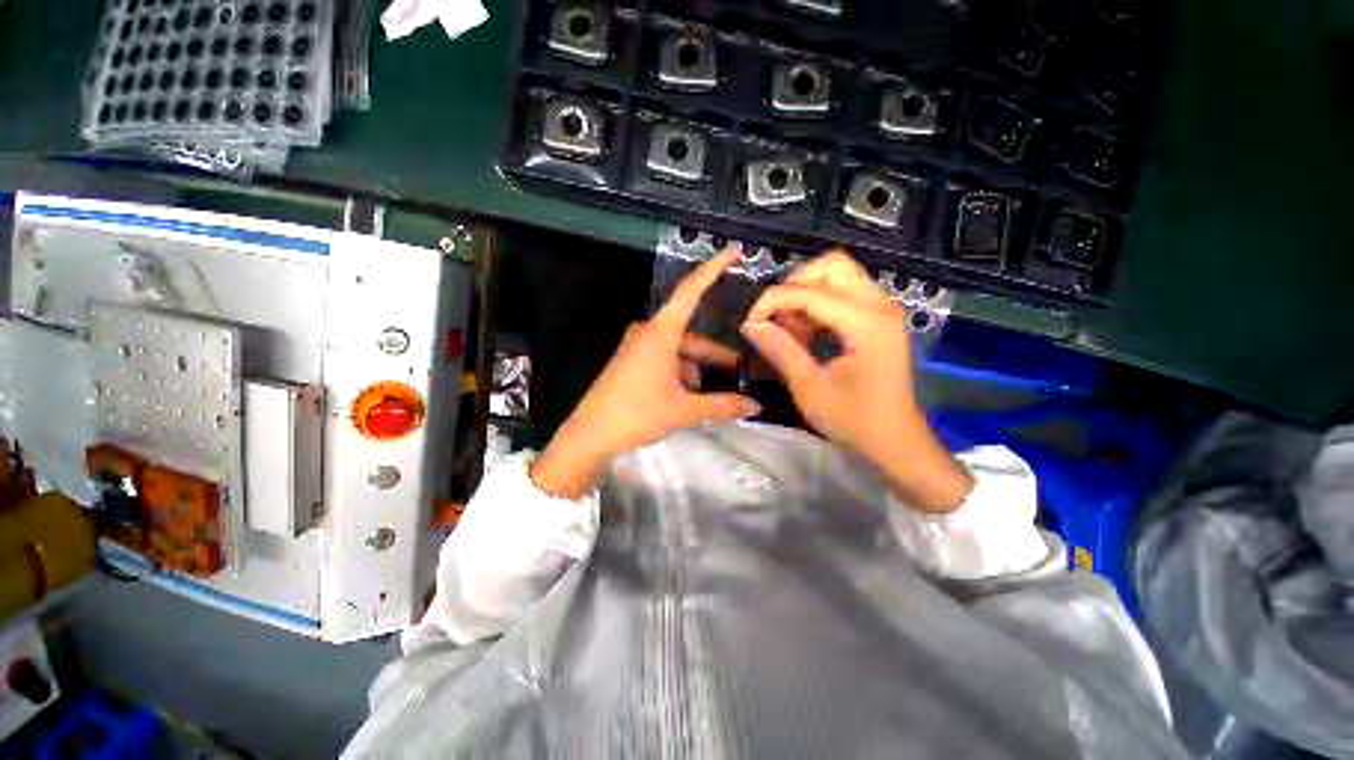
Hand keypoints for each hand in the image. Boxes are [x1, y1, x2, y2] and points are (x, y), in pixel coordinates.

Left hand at [530, 250, 760, 498]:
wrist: (590, 436)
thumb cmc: (636, 414)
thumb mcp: (683, 409)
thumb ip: (722, 405)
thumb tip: (755, 406)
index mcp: (660, 332)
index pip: (691, 291)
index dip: (714, 268)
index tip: (734, 251)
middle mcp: (648, 333)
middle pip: (691, 334)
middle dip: (715, 354)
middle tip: (740, 370)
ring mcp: (638, 348)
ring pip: (679, 350)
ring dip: (699, 369)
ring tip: (716, 394)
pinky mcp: (632, 362)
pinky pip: (665, 360)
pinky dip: (682, 373)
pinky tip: (692, 396)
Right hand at [741, 250, 971, 511]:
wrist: (895, 442)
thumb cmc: (854, 421)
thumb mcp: (809, 387)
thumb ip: (780, 349)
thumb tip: (750, 324)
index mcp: (867, 322)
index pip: (810, 292)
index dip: (773, 301)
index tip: (750, 323)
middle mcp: (880, 305)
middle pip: (831, 265)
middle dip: (794, 285)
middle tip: (775, 318)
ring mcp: (882, 310)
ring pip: (837, 276)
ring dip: (806, 295)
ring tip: (790, 331)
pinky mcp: (878, 319)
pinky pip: (843, 294)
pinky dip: (818, 305)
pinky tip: (806, 335)